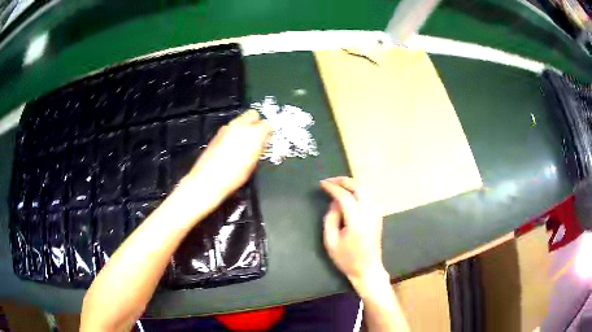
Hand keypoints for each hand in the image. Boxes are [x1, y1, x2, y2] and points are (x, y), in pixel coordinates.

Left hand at [181, 110, 270, 205]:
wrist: (209, 179)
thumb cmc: (232, 175)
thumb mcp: (253, 163)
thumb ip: (260, 148)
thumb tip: (263, 142)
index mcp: (254, 133)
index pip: (267, 124)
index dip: (269, 131)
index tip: (268, 137)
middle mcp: (240, 126)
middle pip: (253, 115)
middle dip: (257, 123)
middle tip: (258, 135)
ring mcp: (226, 129)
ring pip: (240, 121)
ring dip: (245, 129)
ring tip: (246, 144)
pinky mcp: (217, 134)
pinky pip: (230, 129)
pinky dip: (234, 134)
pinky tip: (233, 148)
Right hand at [320, 177, 388, 292]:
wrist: (367, 269)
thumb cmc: (347, 259)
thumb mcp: (331, 242)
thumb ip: (330, 219)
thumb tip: (334, 202)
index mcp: (357, 221)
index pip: (345, 197)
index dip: (333, 188)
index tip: (322, 184)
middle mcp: (369, 213)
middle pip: (360, 187)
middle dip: (344, 181)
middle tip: (330, 181)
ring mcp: (376, 214)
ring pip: (367, 189)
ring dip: (353, 184)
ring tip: (339, 185)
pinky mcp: (378, 216)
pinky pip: (370, 196)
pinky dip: (359, 190)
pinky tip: (350, 194)